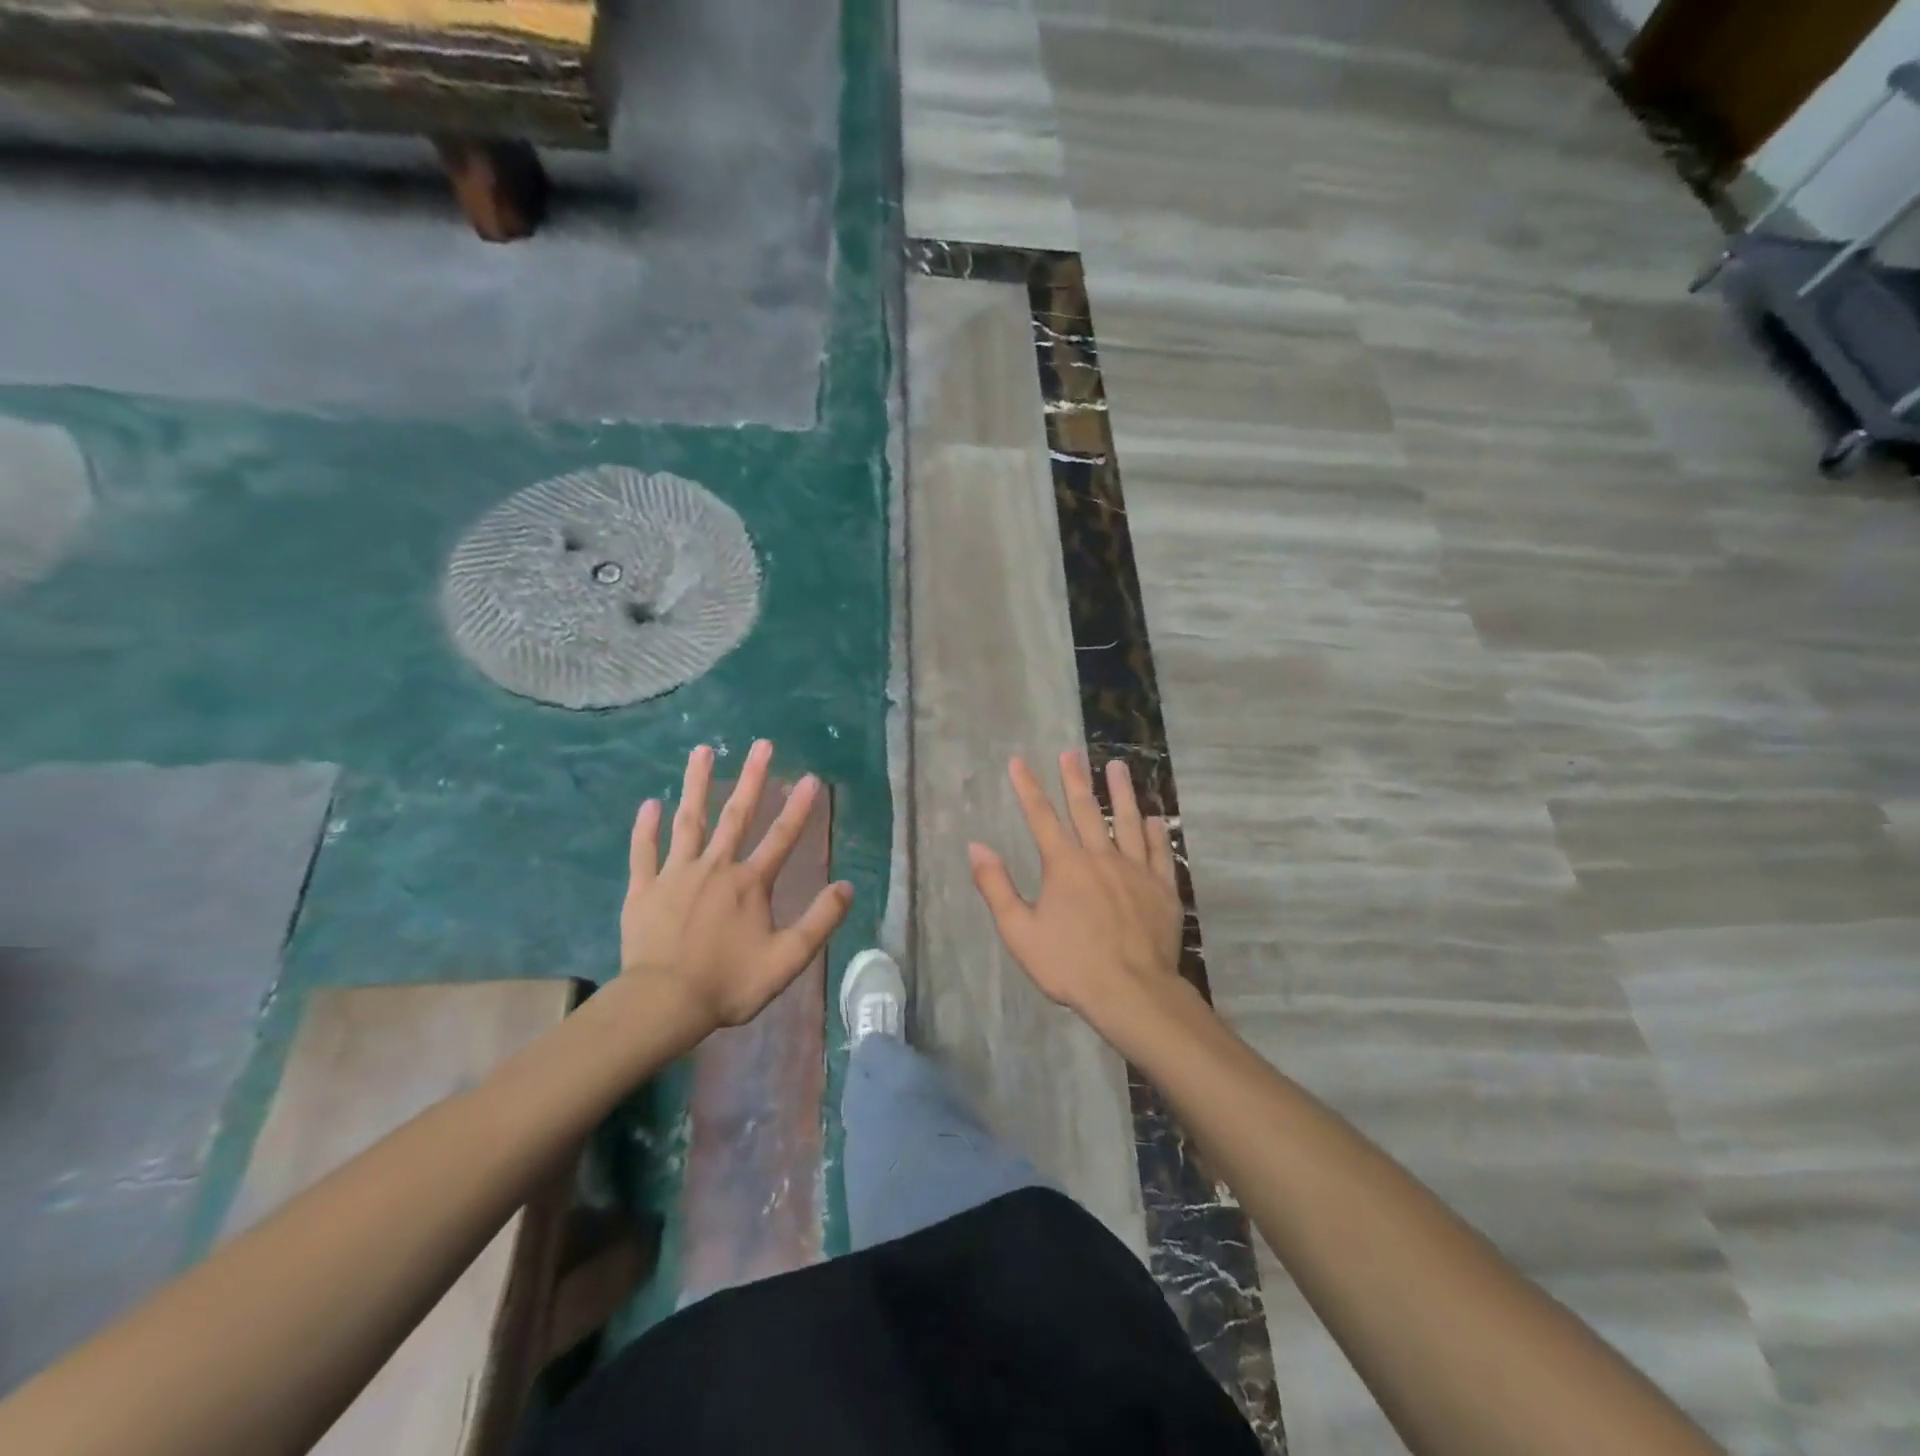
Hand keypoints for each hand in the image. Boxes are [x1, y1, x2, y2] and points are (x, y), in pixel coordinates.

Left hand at [621, 740, 851, 1033]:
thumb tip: (847, 886)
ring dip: (696, 785)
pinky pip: (644, 852)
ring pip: (688, 821)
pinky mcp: (644, 890)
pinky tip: (650, 803)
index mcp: (750, 883)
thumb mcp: (787, 959)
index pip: (781, 837)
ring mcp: (675, 875)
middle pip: (736, 815)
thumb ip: (820, 921)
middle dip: (751, 778)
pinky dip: (646, 828)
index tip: (811, 778)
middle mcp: (715, 868)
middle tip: (761, 744)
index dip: (799, 808)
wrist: (663, 1004)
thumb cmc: (729, 983)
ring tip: (701, 750)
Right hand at [968, 752, 1184, 1035]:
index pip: (1041, 817)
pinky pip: (1159, 852)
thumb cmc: (1070, 964)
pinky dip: (1155, 832)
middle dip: (1074, 779)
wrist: (1131, 991)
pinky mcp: (1162, 888)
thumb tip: (976, 847)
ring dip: (1121, 792)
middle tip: (1071, 752)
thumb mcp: (1020, 931)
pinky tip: (1154, 817)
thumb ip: (997, 887)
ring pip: (1127, 821)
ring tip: (1117, 767)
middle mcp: (1100, 857)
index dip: (1028, 787)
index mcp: (1064, 865)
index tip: (1019, 762)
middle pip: (1085, 810)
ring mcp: (1135, 870)